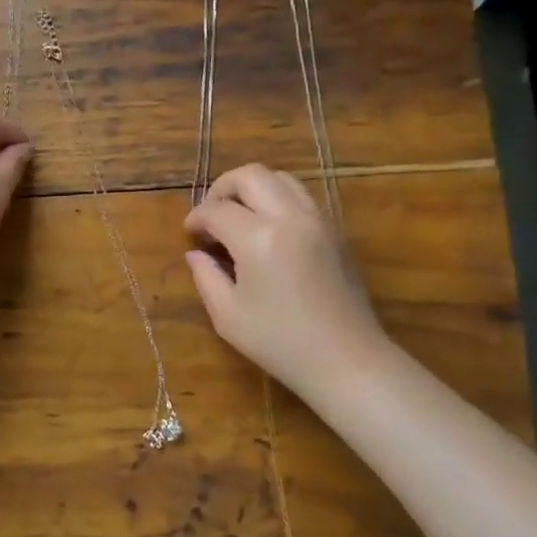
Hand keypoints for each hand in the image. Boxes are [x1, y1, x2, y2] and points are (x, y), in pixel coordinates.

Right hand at [184, 164, 382, 397]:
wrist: (346, 360)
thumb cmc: (280, 343)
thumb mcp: (229, 316)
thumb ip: (206, 277)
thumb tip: (196, 253)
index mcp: (258, 238)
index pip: (217, 210)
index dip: (197, 218)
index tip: (190, 234)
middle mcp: (289, 217)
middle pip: (250, 175)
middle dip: (222, 188)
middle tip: (211, 216)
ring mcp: (318, 220)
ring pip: (280, 178)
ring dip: (253, 189)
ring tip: (240, 217)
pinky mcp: (335, 230)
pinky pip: (301, 196)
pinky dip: (278, 200)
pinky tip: (268, 230)